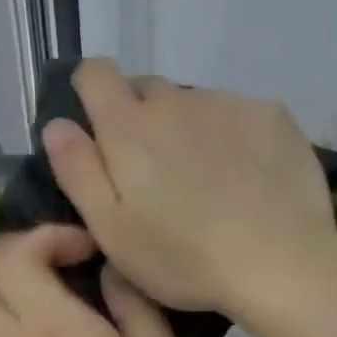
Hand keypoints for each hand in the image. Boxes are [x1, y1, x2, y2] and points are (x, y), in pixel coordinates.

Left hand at [0, 225, 204, 336]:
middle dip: (5, 252)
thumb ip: (134, 306)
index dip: (46, 237)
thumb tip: (109, 272)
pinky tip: (52, 320)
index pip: (14, 259)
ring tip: (48, 284)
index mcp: (57, 333)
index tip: (87, 250)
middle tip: (55, 258)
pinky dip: (4, 311)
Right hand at [42, 60, 336, 319]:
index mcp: (129, 127)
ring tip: (206, 182)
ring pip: (194, 104)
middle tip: (155, 174)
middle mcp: (177, 100)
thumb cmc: (183, 259)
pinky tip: (247, 177)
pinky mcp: (272, 115)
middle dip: (141, 120)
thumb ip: (78, 171)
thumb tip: (57, 125)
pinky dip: (233, 136)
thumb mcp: (112, 230)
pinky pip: (238, 113)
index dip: (89, 92)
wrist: (280, 263)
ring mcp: (229, 103)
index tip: (98, 128)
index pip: (94, 73)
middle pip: (147, 90)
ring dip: (188, 129)